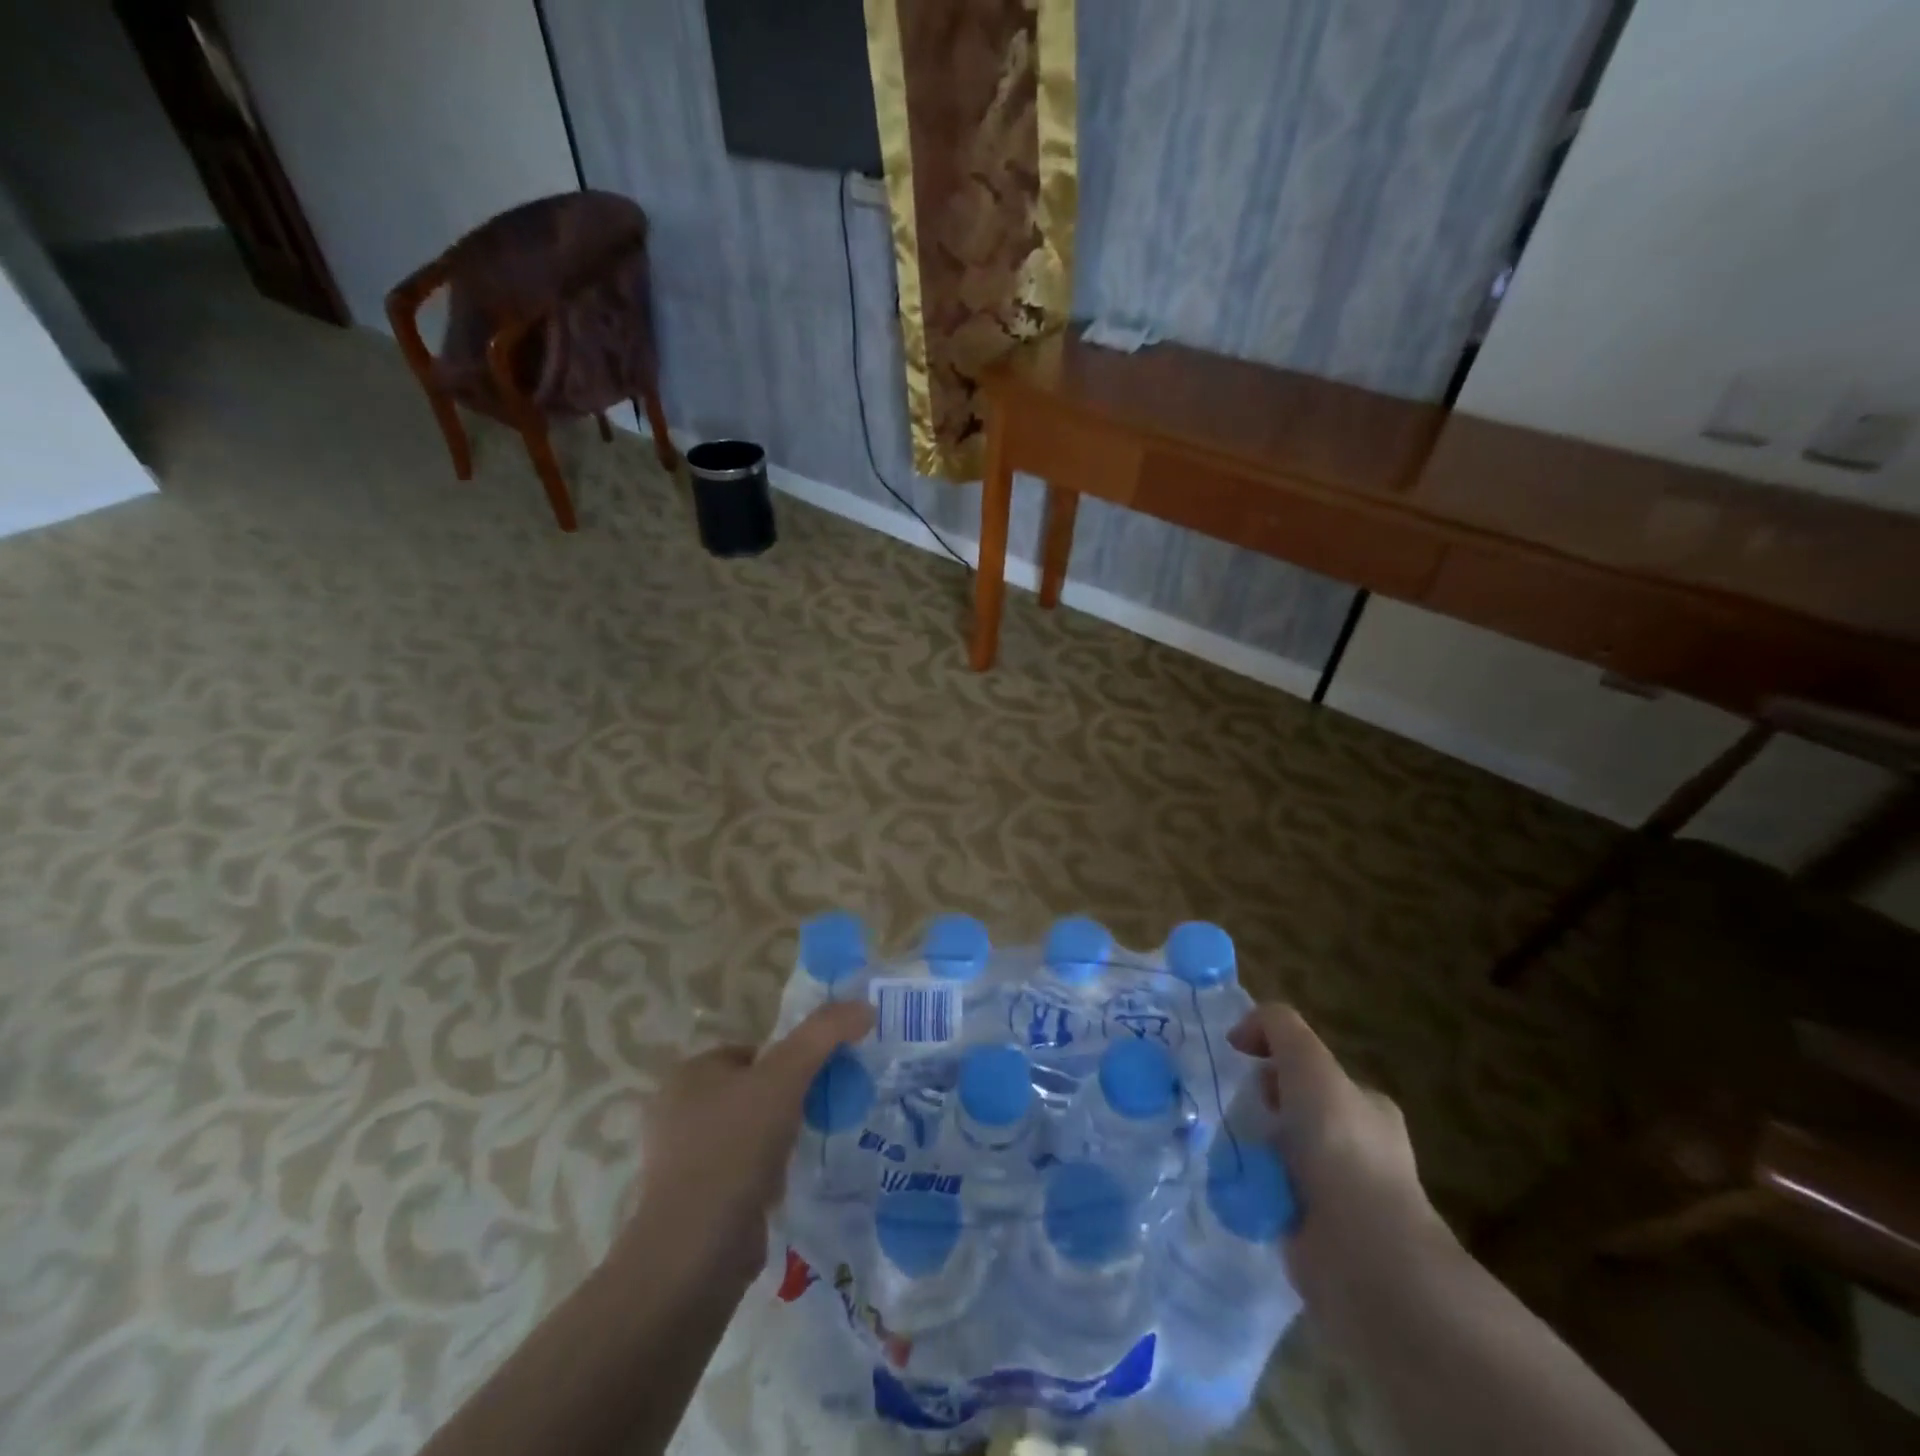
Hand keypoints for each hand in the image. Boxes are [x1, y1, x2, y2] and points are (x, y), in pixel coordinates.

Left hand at [616, 1000, 874, 1285]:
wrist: (696, 1251)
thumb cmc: (735, 1148)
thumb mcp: (786, 1076)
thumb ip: (824, 1034)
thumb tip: (864, 1006)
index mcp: (688, 1074)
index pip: (751, 1052)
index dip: (789, 1062)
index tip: (818, 1081)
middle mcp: (676, 1112)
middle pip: (751, 1091)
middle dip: (786, 1103)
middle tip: (820, 1114)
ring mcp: (680, 1161)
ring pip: (746, 1134)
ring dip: (777, 1141)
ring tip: (807, 1151)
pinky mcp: (690, 1204)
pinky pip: (738, 1174)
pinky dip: (763, 1177)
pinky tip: (785, 1186)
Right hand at [1228, 1004, 1452, 1293]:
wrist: (1360, 1251)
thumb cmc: (1340, 1146)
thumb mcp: (1308, 1062)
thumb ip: (1278, 1027)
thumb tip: (1241, 1033)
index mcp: (1368, 1107)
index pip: (1316, 1073)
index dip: (1278, 1063)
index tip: (1245, 1068)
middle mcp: (1361, 1148)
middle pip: (1296, 1112)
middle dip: (1262, 1108)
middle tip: (1235, 1112)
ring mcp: (1342, 1195)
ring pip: (1282, 1155)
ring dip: (1254, 1150)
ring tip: (1227, 1149)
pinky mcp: (1318, 1234)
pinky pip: (1273, 1196)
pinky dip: (1252, 1189)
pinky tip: (1235, 1185)